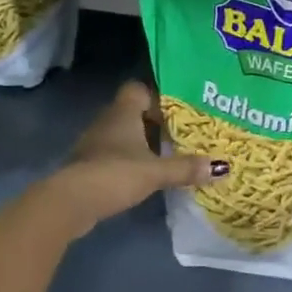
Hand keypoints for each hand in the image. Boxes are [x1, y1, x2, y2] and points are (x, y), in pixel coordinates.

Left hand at [37, 82, 225, 239]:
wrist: (71, 202)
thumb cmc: (115, 173)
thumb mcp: (156, 172)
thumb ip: (186, 168)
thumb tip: (221, 167)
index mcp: (123, 111)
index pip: (139, 89)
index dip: (158, 97)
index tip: (178, 112)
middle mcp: (107, 120)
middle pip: (134, 112)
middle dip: (155, 123)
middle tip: (181, 135)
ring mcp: (95, 143)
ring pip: (124, 135)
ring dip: (142, 144)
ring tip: (168, 156)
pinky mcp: (89, 165)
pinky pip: (115, 154)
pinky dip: (130, 161)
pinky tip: (145, 176)